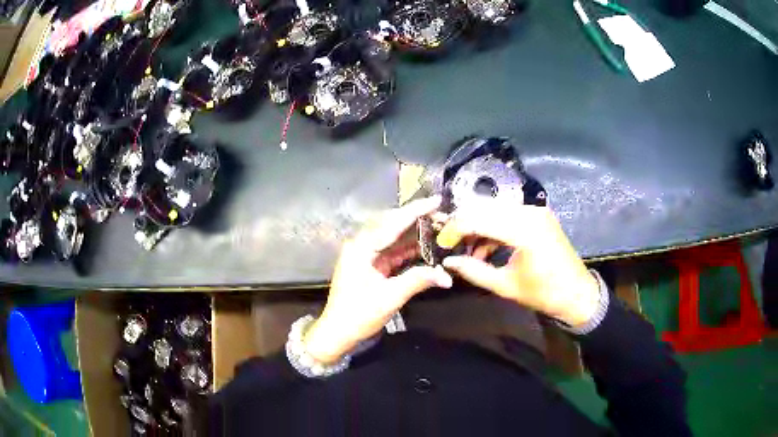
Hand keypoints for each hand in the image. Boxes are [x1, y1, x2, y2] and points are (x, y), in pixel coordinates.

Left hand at [304, 197, 452, 363]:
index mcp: (362, 247)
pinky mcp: (370, 265)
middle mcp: (362, 245)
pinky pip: (392, 251)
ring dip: (414, 233)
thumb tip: (447, 276)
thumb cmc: (359, 314)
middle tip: (441, 213)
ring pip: (393, 237)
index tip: (437, 200)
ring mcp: (365, 254)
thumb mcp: (390, 297)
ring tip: (438, 226)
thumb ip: (418, 280)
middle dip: (417, 219)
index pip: (393, 223)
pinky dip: (408, 249)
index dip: (416, 211)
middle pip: (392, 225)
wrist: (337, 332)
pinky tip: (426, 246)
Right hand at [436, 202, 599, 327]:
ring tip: (469, 251)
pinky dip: (494, 227)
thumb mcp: (505, 286)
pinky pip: (508, 214)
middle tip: (451, 244)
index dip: (455, 229)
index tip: (441, 243)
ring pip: (495, 209)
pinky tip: (486, 247)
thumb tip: (448, 262)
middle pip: (485, 208)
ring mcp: (536, 210)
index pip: (478, 218)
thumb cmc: (544, 294)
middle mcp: (529, 212)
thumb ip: (474, 271)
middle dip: (464, 224)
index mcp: (524, 230)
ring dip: (479, 226)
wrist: (577, 293)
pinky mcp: (538, 215)